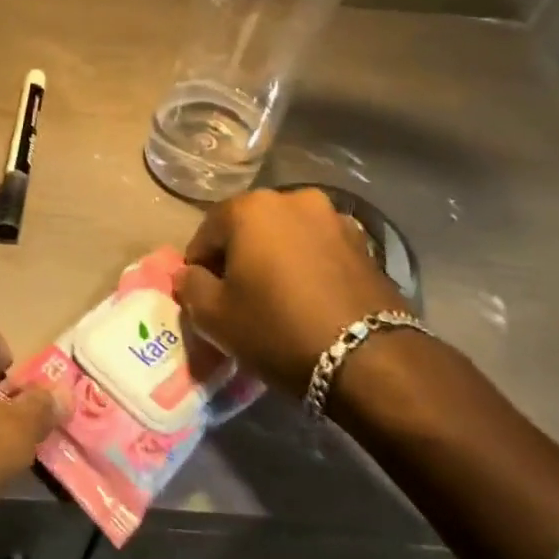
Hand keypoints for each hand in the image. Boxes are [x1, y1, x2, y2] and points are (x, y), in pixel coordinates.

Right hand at [173, 188, 409, 397]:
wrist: (368, 358)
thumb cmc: (277, 328)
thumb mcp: (214, 317)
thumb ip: (190, 287)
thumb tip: (189, 275)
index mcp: (250, 208)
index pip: (206, 233)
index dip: (199, 267)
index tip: (204, 298)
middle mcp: (292, 199)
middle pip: (248, 228)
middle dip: (239, 257)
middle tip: (238, 297)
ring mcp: (333, 217)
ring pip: (287, 236)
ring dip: (276, 258)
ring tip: (278, 298)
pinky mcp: (364, 242)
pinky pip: (319, 249)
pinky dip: (308, 266)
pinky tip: (310, 299)